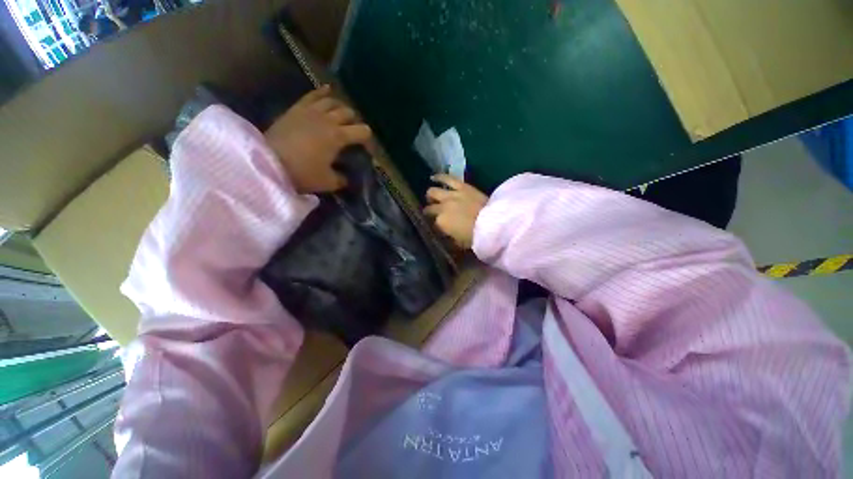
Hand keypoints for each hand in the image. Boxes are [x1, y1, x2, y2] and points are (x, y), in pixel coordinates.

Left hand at [264, 85, 371, 193]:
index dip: (368, 140)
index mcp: (338, 137)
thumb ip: (342, 179)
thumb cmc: (302, 173)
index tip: (367, 149)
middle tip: (353, 133)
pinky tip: (328, 90)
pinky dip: (322, 92)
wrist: (267, 162)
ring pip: (332, 101)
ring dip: (341, 107)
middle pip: (349, 113)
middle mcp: (328, 119)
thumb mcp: (328, 182)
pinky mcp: (296, 108)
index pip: (362, 132)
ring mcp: (311, 111)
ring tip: (342, 114)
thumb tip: (347, 178)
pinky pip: (312, 95)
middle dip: (355, 122)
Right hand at [424, 175, 488, 248]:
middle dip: (429, 211)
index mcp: (440, 223)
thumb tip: (445, 235)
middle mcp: (442, 208)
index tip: (436, 226)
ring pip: (433, 192)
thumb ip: (449, 238)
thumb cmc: (475, 236)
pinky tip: (433, 177)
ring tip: (431, 196)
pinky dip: (439, 177)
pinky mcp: (461, 186)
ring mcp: (450, 195)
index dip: (433, 225)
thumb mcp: (459, 243)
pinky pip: (447, 179)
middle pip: (430, 208)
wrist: (492, 223)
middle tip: (431, 212)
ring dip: (430, 195)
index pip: (432, 223)